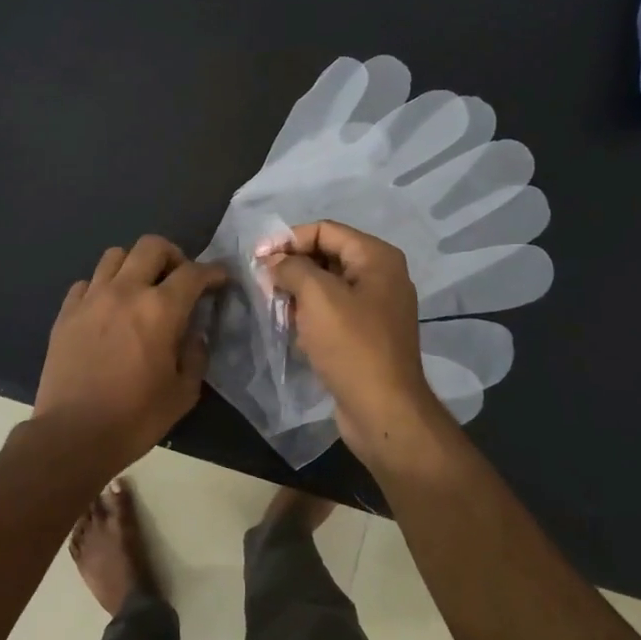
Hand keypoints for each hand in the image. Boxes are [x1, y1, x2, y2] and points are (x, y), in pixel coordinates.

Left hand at [34, 236, 227, 473]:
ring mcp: (91, 298)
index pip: (193, 273)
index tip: (221, 279)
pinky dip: (102, 287)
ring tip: (140, 289)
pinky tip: (107, 309)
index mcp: (160, 309)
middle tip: (179, 279)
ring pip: (115, 255)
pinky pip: (87, 282)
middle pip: (151, 246)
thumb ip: (195, 355)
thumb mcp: (183, 393)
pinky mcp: (66, 312)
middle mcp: (125, 291)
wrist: (72, 435)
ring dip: (135, 265)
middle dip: (173, 255)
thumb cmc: (135, 418)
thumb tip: (194, 334)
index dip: (213, 272)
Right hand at [261, 221, 444, 464]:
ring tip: (275, 308)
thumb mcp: (317, 296)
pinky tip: (294, 331)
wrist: (383, 410)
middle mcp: (381, 276)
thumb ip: (292, 267)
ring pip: (327, 286)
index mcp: (377, 258)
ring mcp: (375, 308)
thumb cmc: (351, 345)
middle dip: (292, 267)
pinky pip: (333, 312)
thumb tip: (273, 261)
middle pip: (326, 256)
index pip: (325, 230)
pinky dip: (310, 316)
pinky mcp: (366, 335)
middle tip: (263, 284)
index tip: (258, 258)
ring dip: (298, 293)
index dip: (289, 239)